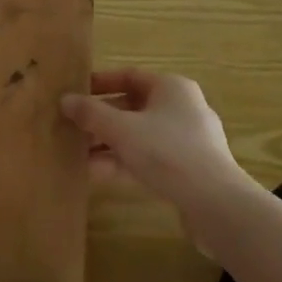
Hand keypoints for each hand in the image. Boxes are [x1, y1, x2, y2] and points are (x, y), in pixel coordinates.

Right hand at [61, 69, 256, 228]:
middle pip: (132, 107)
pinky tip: (95, 173)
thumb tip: (65, 100)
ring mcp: (186, 141)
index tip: (74, 93)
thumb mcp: (120, 128)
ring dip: (107, 143)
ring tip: (76, 152)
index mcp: (171, 88)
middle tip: (71, 126)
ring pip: (138, 135)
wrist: (216, 204)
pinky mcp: (186, 170)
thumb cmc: (167, 152)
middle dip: (99, 118)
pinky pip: (147, 158)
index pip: (129, 76)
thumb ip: (90, 113)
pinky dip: (122, 161)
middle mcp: (181, 108)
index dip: (100, 83)